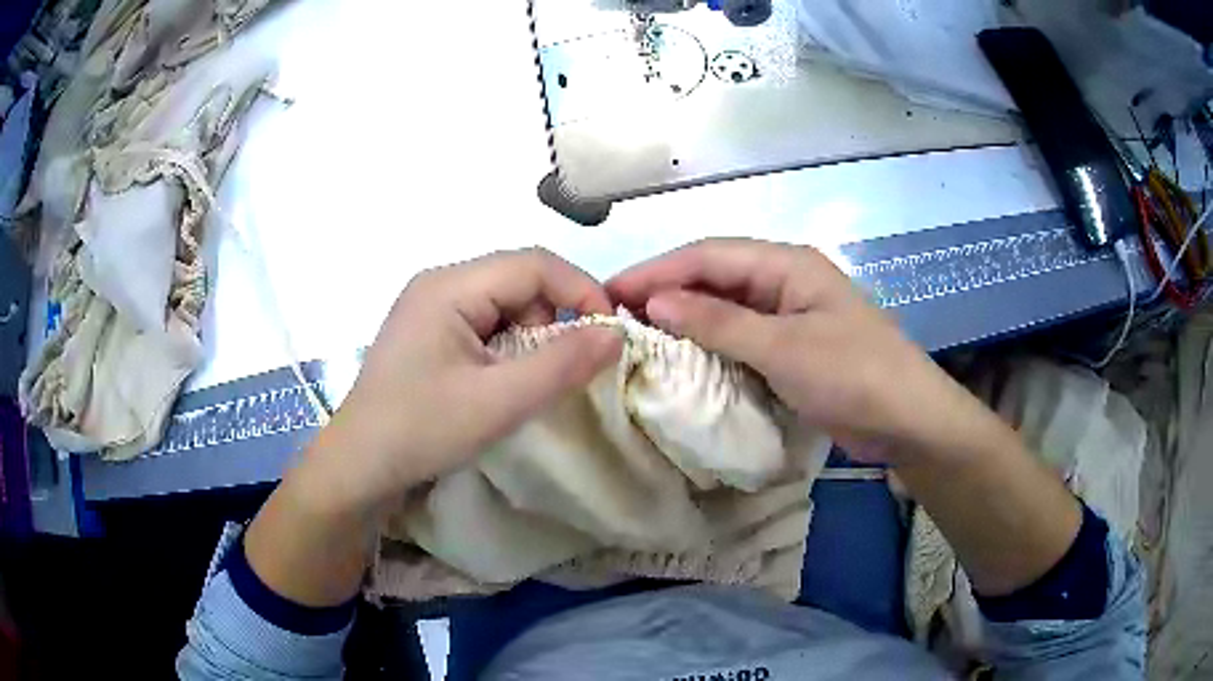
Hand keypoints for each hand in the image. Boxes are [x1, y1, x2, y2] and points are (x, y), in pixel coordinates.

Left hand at [311, 248, 622, 515]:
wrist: (359, 466)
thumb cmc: (422, 430)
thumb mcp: (499, 402)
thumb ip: (561, 365)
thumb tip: (617, 334)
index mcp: (450, 286)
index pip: (534, 264)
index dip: (581, 291)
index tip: (609, 335)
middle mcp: (440, 283)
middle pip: (519, 280)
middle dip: (553, 319)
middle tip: (562, 369)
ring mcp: (430, 306)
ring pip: (504, 303)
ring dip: (530, 336)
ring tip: (522, 383)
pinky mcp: (429, 331)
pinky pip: (484, 323)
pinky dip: (507, 347)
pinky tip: (499, 381)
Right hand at [608, 238, 998, 463]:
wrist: (907, 420)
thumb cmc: (853, 375)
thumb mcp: (784, 348)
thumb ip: (720, 322)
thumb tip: (656, 301)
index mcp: (787, 264)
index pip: (708, 256)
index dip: (657, 271)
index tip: (609, 292)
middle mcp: (784, 281)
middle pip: (714, 277)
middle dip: (665, 292)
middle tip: (615, 316)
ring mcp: (788, 315)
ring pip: (725, 307)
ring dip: (685, 319)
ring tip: (638, 336)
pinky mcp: (790, 346)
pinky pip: (740, 337)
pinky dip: (709, 344)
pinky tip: (681, 357)